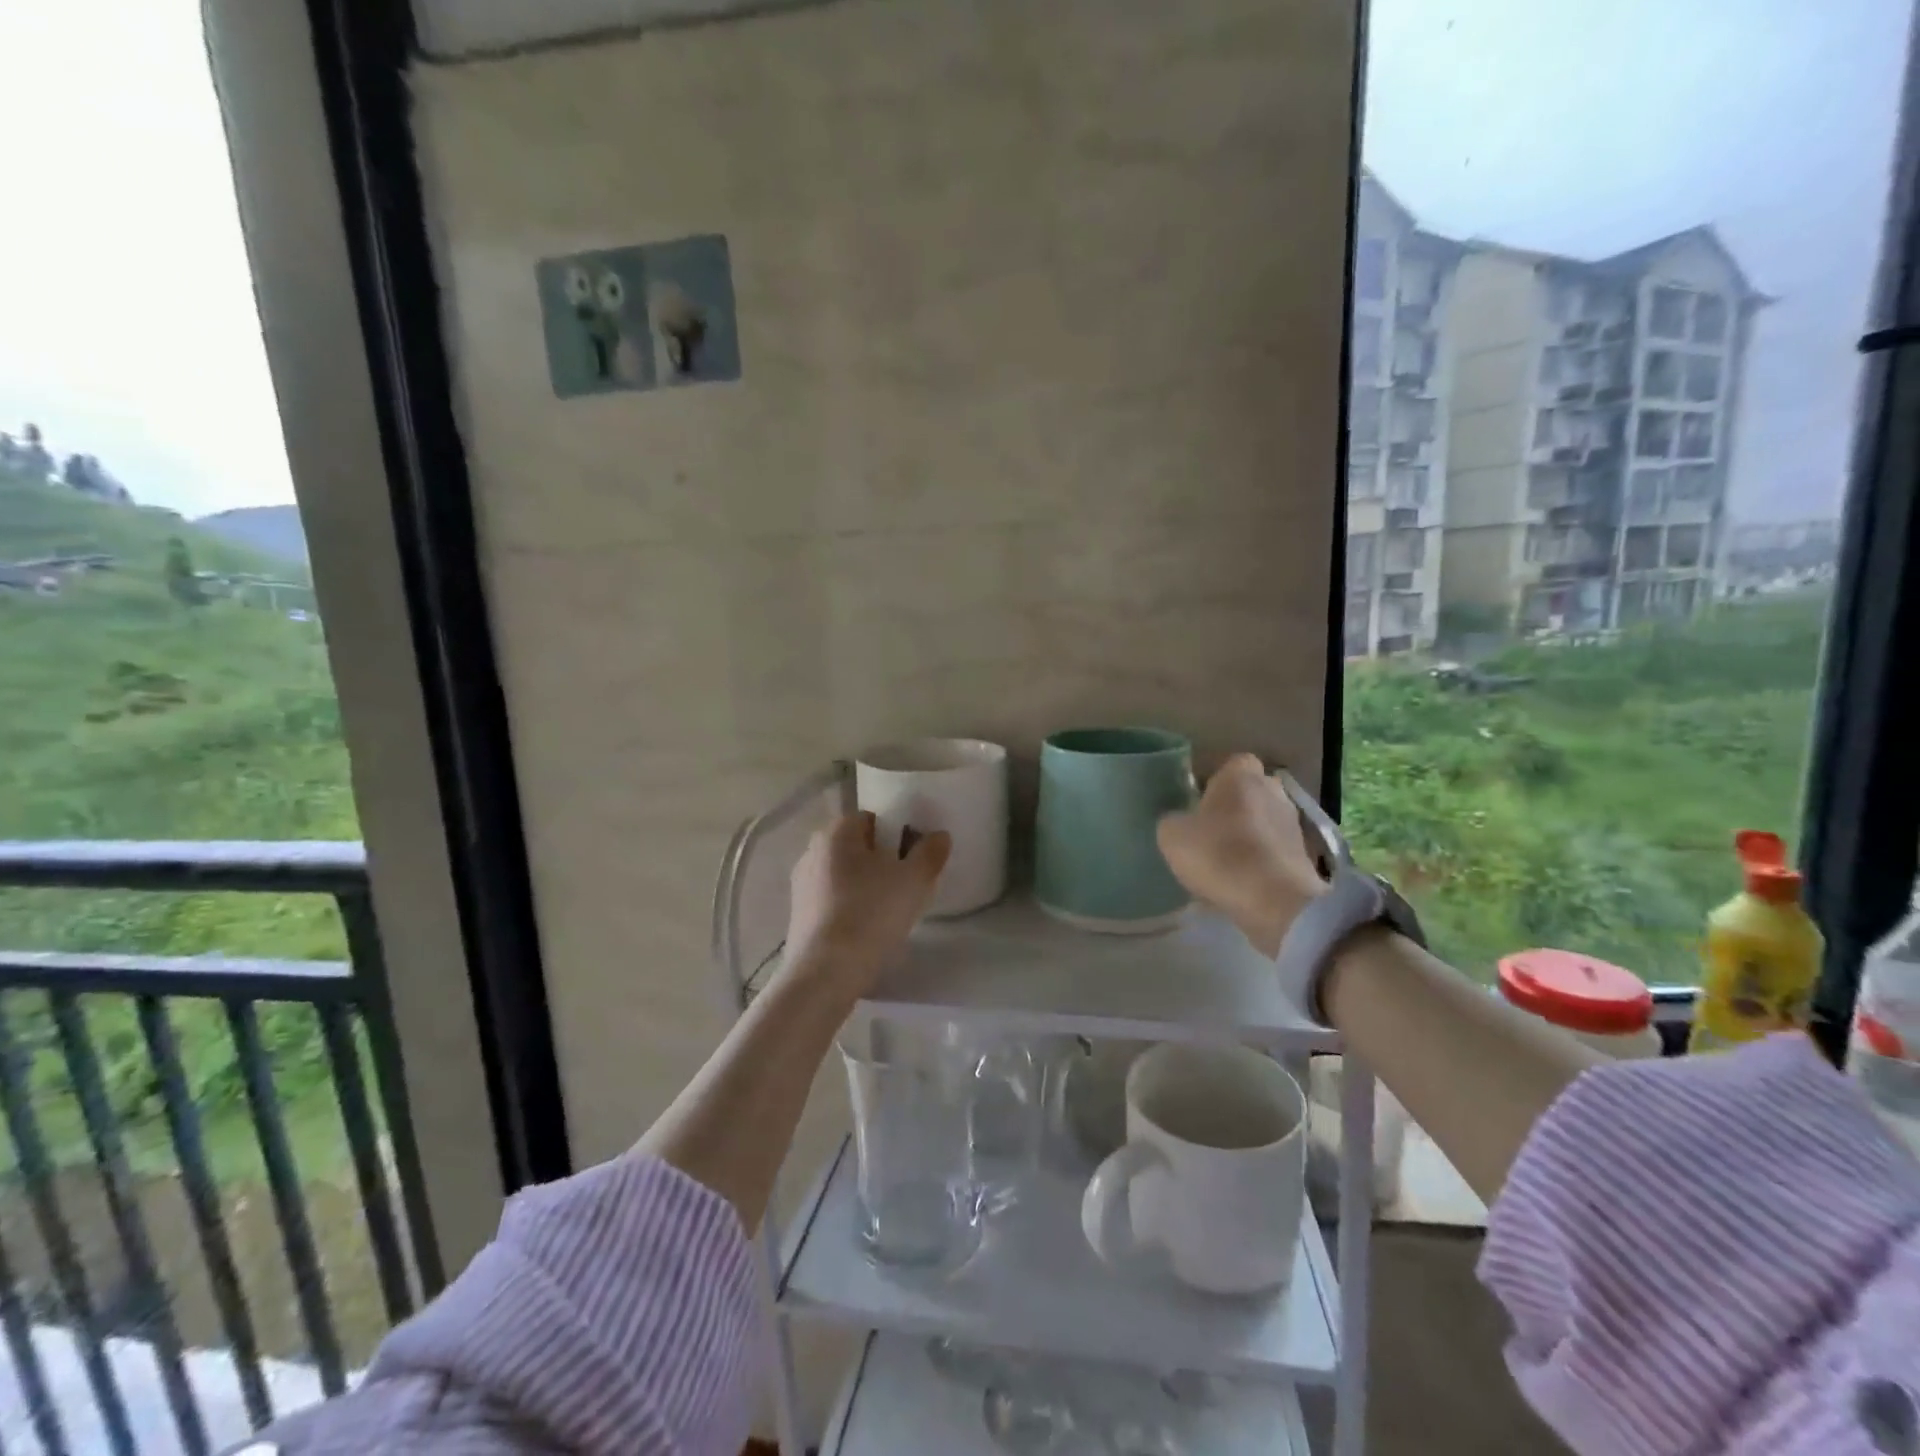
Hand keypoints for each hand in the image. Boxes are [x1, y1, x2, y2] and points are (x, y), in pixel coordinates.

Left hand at [785, 812, 951, 995]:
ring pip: (844, 876)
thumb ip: (930, 852)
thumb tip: (939, 835)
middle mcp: (812, 850)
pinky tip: (865, 931)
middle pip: (857, 848)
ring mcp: (801, 884)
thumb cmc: (872, 913)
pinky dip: (849, 909)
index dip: (897, 836)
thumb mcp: (914, 880)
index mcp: (836, 832)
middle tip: (905, 887)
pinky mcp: (798, 915)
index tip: (913, 860)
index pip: (872, 820)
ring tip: (888, 913)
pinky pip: (832, 901)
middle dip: (881, 862)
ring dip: (864, 887)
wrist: (826, 971)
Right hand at [1157, 753, 1324, 956]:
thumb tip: (1179, 821)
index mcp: (1241, 775)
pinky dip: (1262, 860)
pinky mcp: (1305, 855)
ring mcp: (1294, 822)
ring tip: (1226, 861)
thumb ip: (1172, 820)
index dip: (1214, 782)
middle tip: (1209, 831)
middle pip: (1250, 792)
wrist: (1274, 900)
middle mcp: (1273, 789)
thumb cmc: (1219, 854)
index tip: (1197, 803)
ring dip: (1249, 835)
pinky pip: (1275, 850)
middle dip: (1234, 807)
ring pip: (1264, 821)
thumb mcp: (1171, 835)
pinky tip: (1244, 880)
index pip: (1230, 764)